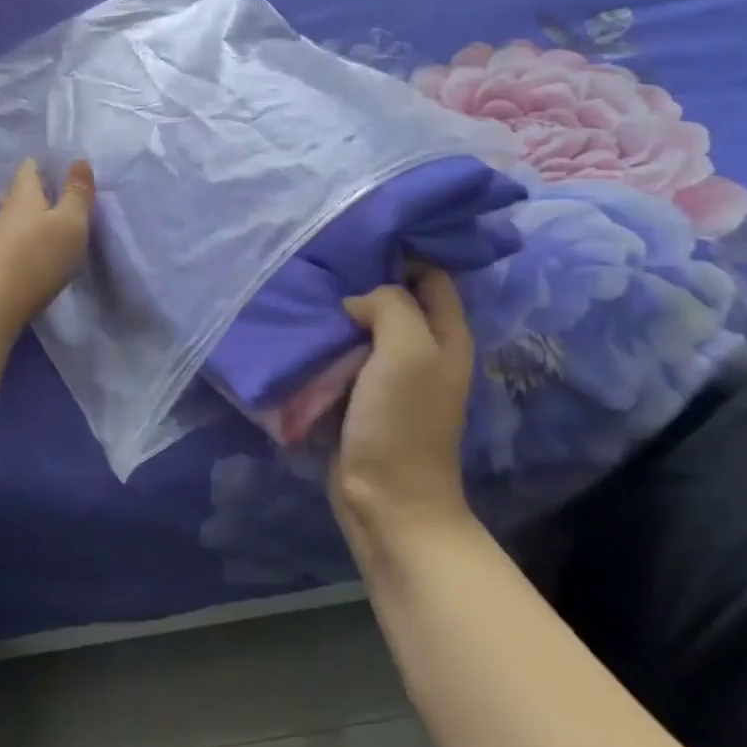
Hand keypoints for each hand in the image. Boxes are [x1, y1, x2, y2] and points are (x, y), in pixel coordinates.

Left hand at [0, 158, 94, 330]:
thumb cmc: (36, 258)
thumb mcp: (70, 223)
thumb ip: (77, 193)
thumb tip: (79, 160)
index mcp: (24, 194)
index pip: (29, 167)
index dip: (44, 164)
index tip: (61, 168)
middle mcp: (5, 210)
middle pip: (19, 192)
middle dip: (37, 191)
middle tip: (59, 195)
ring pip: (14, 217)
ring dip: (30, 217)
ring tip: (50, 223)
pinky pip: (10, 240)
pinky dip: (23, 239)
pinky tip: (34, 250)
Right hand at [331, 264, 476, 531]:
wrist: (385, 501)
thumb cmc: (402, 423)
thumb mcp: (407, 350)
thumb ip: (389, 306)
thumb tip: (357, 302)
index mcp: (446, 336)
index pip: (431, 276)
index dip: (402, 256)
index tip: (359, 245)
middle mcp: (422, 350)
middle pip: (394, 299)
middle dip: (362, 283)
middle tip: (323, 267)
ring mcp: (390, 376)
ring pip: (363, 327)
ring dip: (338, 314)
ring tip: (305, 294)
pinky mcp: (359, 397)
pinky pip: (342, 356)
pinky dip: (325, 344)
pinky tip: (301, 331)